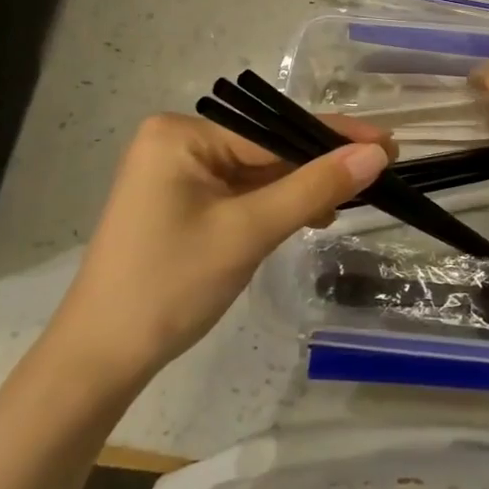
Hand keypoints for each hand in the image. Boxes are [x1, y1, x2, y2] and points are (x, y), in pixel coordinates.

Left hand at [47, 112, 391, 377]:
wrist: (100, 359)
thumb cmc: (171, 286)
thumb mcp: (248, 232)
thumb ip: (313, 187)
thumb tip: (375, 153)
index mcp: (182, 134)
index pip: (273, 130)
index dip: (333, 137)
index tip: (388, 143)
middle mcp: (177, 142)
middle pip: (266, 148)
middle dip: (317, 166)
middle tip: (378, 175)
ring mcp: (177, 173)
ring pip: (257, 173)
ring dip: (299, 188)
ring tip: (348, 202)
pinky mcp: (181, 202)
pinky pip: (240, 193)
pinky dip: (274, 205)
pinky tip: (309, 216)